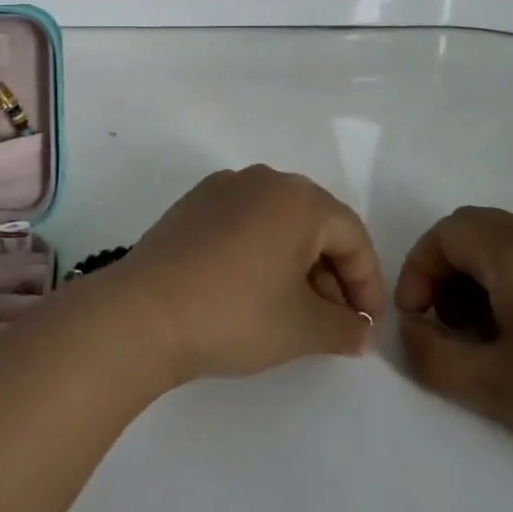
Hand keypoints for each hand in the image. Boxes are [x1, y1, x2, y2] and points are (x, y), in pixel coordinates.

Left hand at [111, 166, 384, 383]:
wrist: (145, 312)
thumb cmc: (236, 313)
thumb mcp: (302, 328)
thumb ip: (344, 328)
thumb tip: (360, 330)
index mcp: (299, 199)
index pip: (352, 236)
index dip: (367, 283)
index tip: (367, 326)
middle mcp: (264, 180)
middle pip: (316, 224)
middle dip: (332, 273)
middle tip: (333, 321)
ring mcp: (224, 188)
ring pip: (278, 222)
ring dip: (296, 264)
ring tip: (293, 310)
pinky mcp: (193, 204)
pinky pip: (244, 222)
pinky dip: (260, 252)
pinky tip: (251, 289)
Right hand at [397, 208, 512, 478]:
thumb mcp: (492, 386)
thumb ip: (432, 356)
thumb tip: (409, 330)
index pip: (444, 234)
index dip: (418, 269)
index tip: (416, 317)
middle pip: (469, 230)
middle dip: (442, 269)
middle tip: (442, 320)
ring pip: (498, 241)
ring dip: (471, 275)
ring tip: (478, 333)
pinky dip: (502, 279)